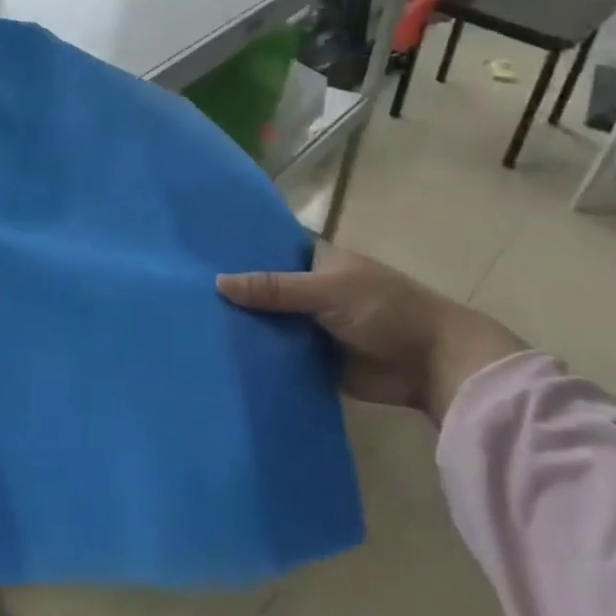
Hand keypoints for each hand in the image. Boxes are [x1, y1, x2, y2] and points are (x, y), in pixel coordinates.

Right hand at [217, 244, 522, 422]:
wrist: (433, 365)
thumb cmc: (386, 310)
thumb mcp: (327, 290)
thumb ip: (274, 288)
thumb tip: (218, 282)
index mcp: (314, 262)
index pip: (267, 250)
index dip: (237, 252)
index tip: (194, 255)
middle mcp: (308, 290)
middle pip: (262, 289)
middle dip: (232, 294)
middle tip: (182, 296)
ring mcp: (309, 326)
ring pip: (267, 324)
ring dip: (241, 328)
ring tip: (190, 327)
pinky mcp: (312, 360)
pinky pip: (278, 356)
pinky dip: (258, 358)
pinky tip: (220, 359)